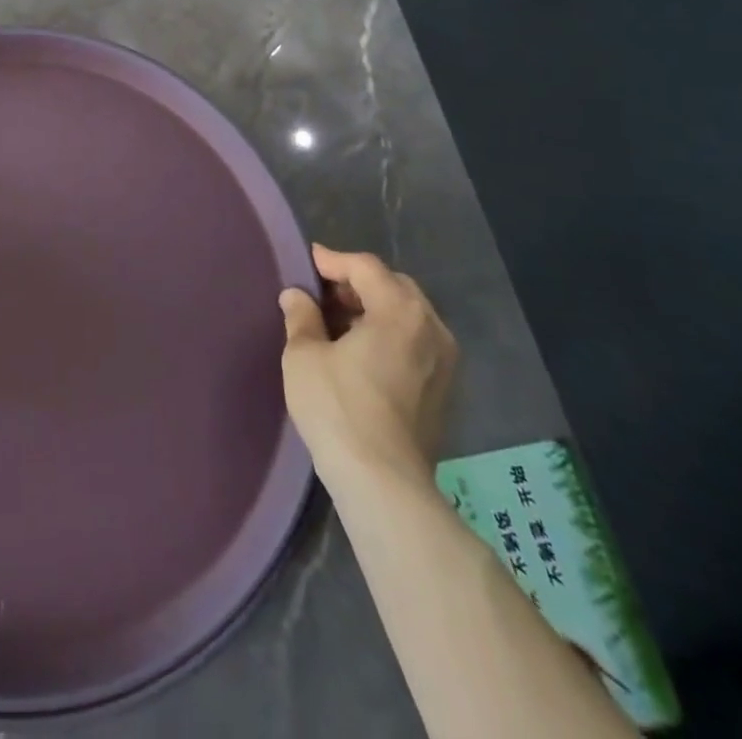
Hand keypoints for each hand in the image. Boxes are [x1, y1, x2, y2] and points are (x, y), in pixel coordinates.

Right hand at [278, 246, 457, 486]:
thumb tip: (296, 296)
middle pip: (393, 286)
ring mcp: (444, 362)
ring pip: (409, 315)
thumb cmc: (338, 407)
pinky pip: (416, 342)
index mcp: (400, 311)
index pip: (365, 268)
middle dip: (358, 283)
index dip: (333, 260)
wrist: (384, 482)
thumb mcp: (304, 355)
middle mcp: (432, 328)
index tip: (308, 261)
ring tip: (339, 321)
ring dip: (375, 309)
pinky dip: (390, 334)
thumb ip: (301, 316)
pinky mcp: (444, 390)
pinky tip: (362, 351)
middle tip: (323, 292)